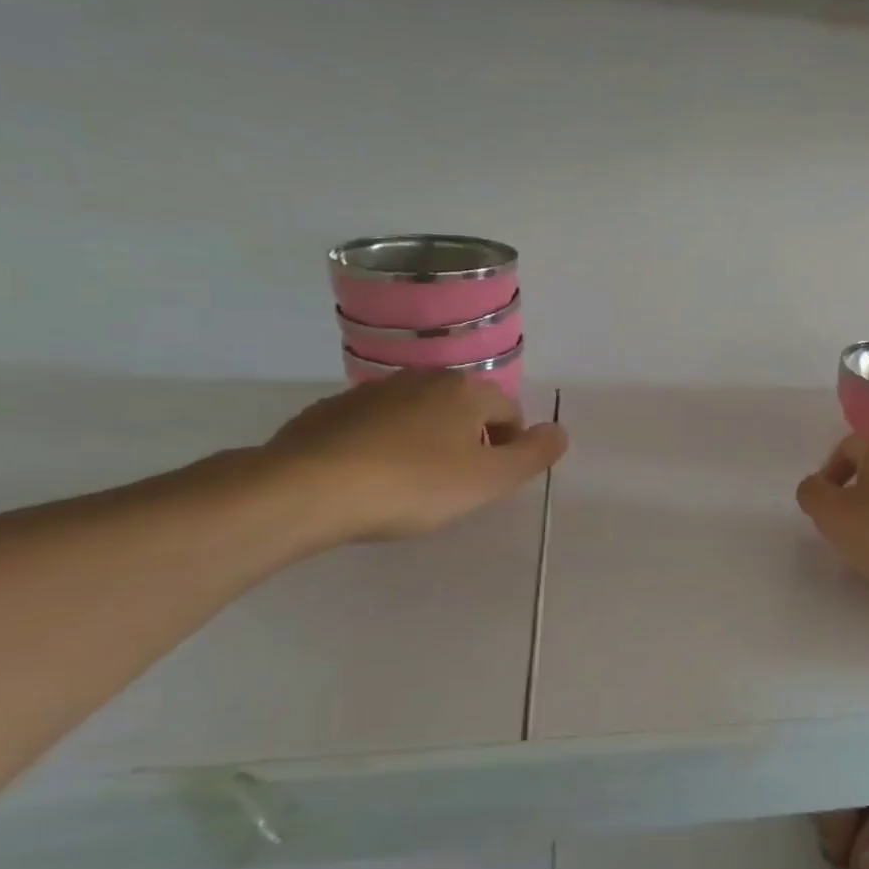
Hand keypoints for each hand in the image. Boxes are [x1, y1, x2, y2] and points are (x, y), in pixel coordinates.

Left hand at [263, 372, 568, 541]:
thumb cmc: (413, 485)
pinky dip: (384, 445)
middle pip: (464, 409)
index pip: (509, 412)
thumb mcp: (488, 480)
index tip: (491, 483)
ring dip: (427, 441)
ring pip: (419, 415)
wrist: (308, 489)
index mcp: (466, 390)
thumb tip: (560, 431)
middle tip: (456, 486)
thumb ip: (533, 455)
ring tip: (412, 485)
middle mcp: (423, 378)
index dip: (510, 448)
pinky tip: (371, 479)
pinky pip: (377, 425)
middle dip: (469, 442)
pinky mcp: (333, 410)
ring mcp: (374, 391)